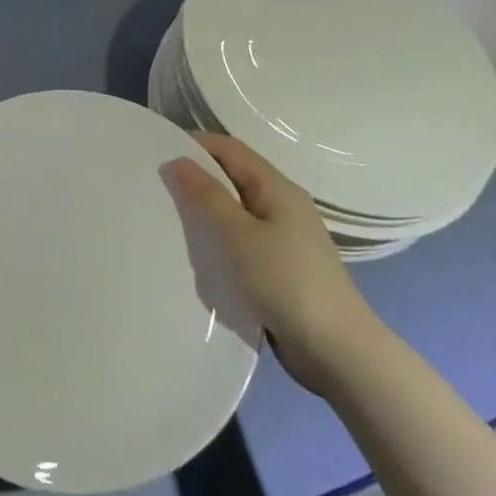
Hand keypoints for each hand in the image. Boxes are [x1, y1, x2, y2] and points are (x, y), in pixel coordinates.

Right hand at [164, 132, 390, 394]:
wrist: (338, 352)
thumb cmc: (286, 283)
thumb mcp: (239, 235)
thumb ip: (207, 196)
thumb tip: (177, 160)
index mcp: (277, 188)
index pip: (230, 148)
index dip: (195, 144)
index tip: (157, 152)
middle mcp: (283, 205)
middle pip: (234, 176)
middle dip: (197, 177)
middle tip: (157, 186)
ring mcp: (285, 237)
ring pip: (237, 210)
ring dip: (207, 210)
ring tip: (170, 217)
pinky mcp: (281, 266)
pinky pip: (243, 239)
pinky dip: (220, 238)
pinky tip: (199, 252)